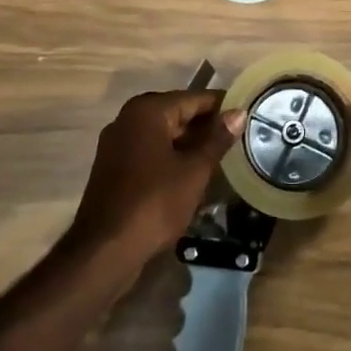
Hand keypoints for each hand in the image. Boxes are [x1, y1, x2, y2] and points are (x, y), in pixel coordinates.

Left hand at [69, 90, 246, 269]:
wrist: (104, 251)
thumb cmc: (154, 203)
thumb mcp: (194, 171)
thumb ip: (217, 139)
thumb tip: (239, 113)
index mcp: (148, 111)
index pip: (194, 99)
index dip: (222, 106)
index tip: (246, 114)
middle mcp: (128, 118)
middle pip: (177, 114)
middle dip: (205, 126)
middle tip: (237, 138)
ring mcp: (117, 143)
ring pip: (163, 134)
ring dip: (189, 144)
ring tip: (220, 156)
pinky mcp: (113, 167)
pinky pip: (149, 151)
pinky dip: (170, 157)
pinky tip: (192, 173)